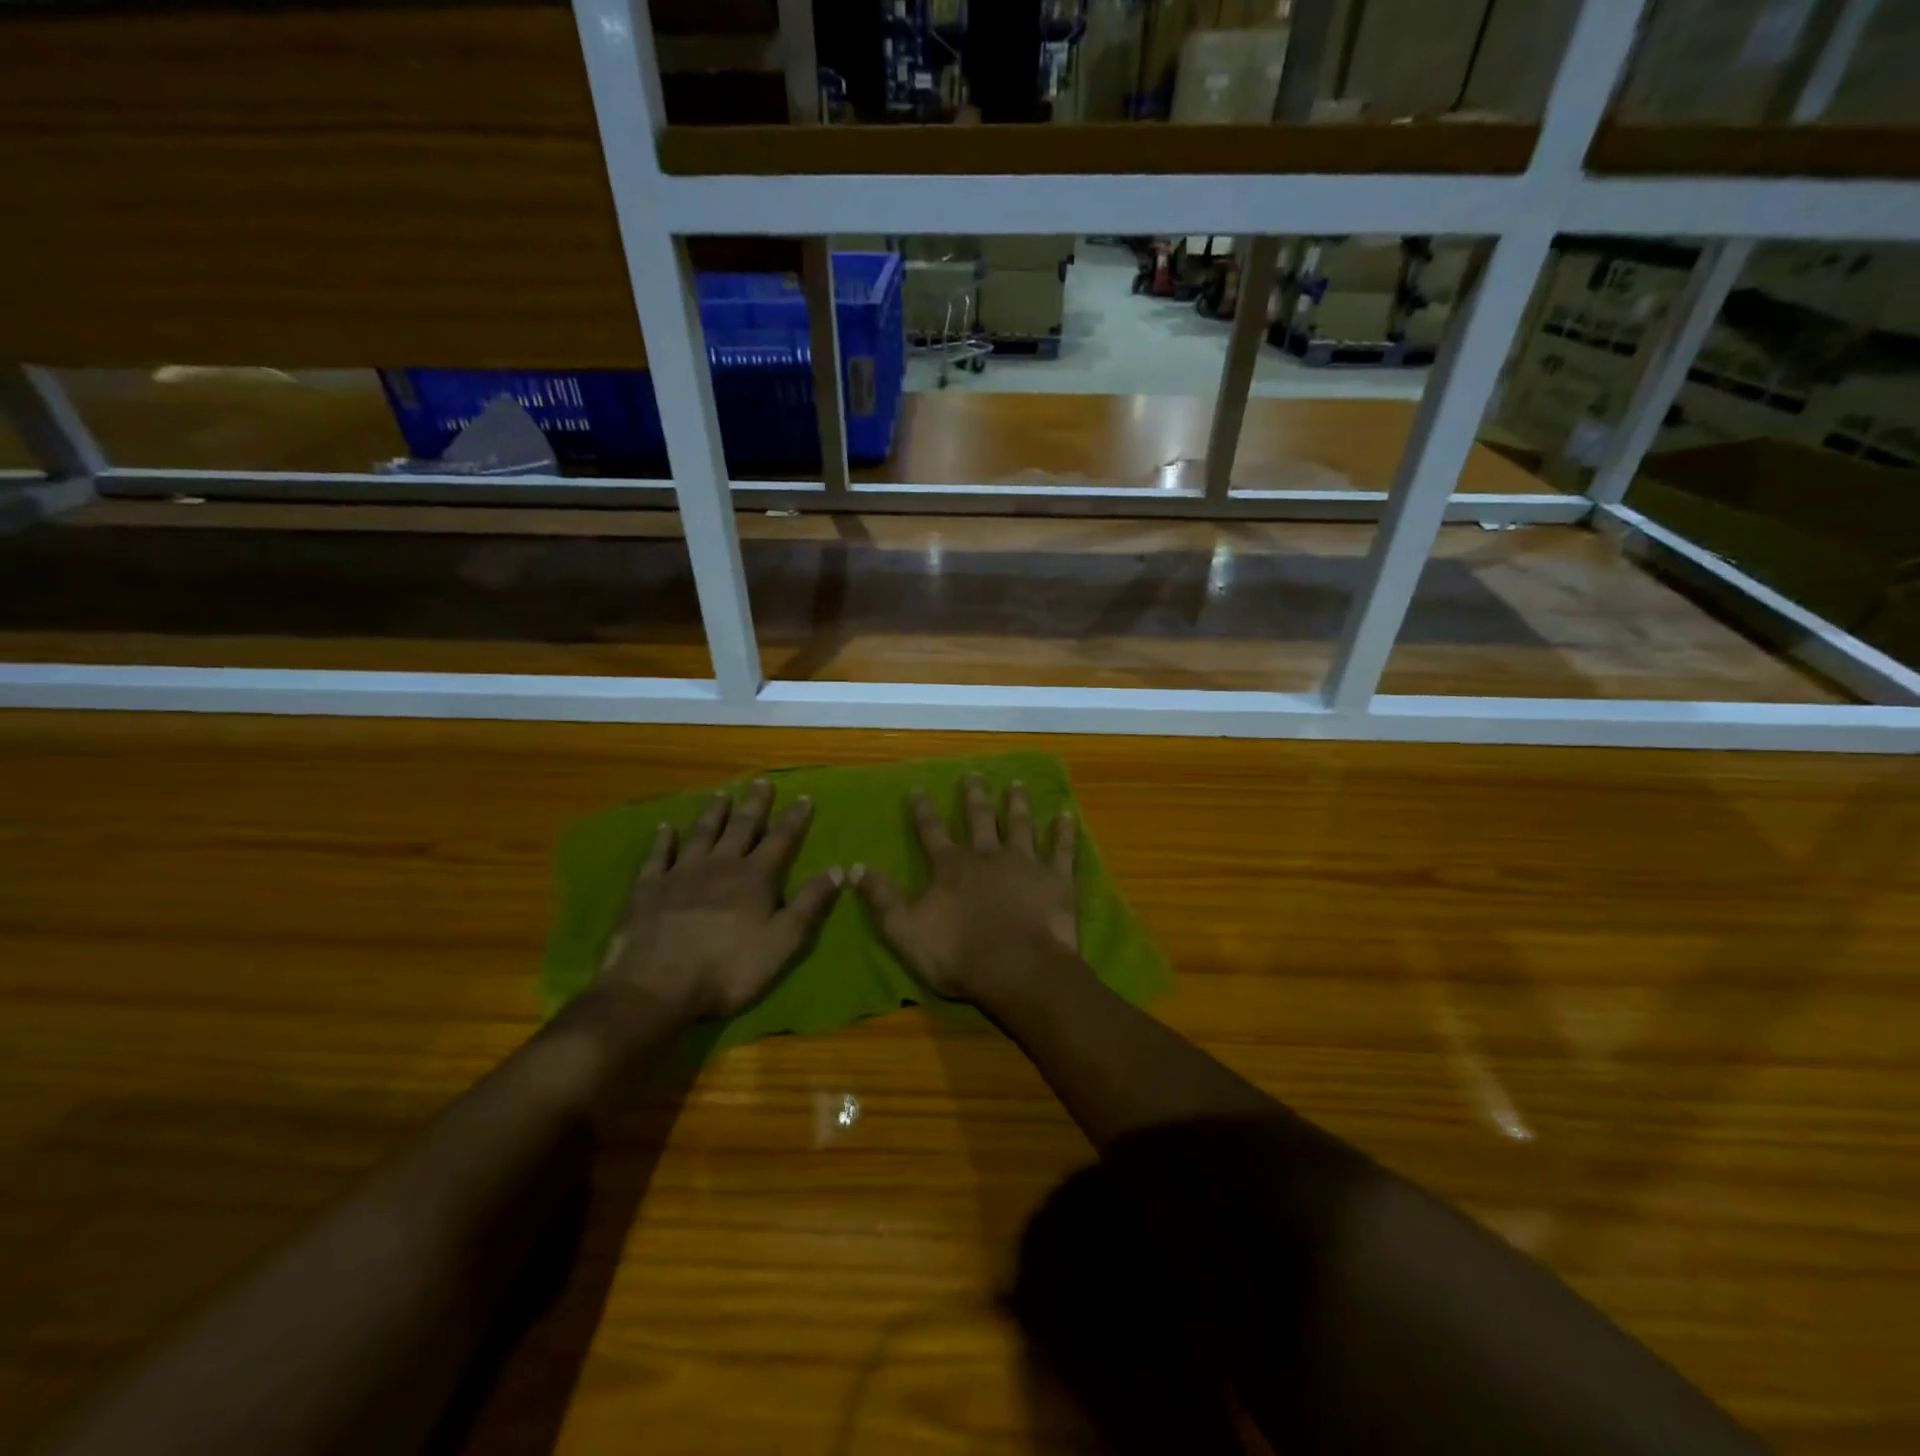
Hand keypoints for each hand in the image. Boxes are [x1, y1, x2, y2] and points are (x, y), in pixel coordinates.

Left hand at [598, 780, 842, 1021]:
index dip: (794, 818)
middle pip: (740, 826)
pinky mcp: (648, 887)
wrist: (657, 985)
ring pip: (701, 833)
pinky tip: (665, 827)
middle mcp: (720, 864)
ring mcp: (681, 873)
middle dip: (754, 804)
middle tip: (761, 782)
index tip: (804, 797)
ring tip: (721, 794)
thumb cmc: (729, 968)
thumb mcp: (783, 941)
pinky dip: (663, 839)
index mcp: (755, 877)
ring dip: (712, 813)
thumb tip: (838, 869)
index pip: (781, 839)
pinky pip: (658, 855)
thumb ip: (810, 903)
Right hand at [852, 775, 1080, 1007]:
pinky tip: (1066, 814)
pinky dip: (1064, 831)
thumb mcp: (904, 930)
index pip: (931, 831)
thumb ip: (881, 898)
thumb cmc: (958, 954)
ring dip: (1017, 803)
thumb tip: (853, 867)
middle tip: (973, 775)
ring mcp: (1025, 863)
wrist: (1017, 969)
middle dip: (973, 796)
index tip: (917, 789)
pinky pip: (1061, 849)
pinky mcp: (1056, 879)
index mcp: (951, 867)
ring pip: (1020, 824)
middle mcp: (987, 855)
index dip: (922, 810)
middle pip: (979, 818)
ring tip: (1017, 784)